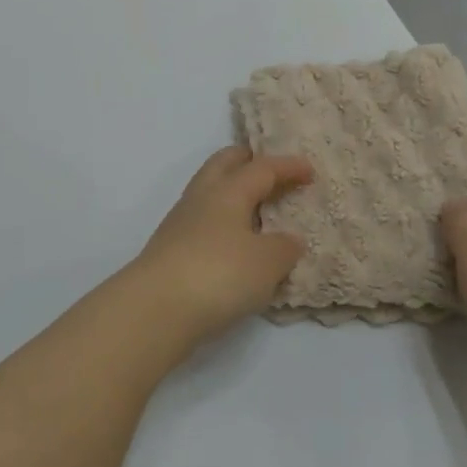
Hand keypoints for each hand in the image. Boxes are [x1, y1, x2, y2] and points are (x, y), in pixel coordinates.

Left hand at [129, 146, 312, 346]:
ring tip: (256, 207)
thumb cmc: (219, 273)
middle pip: (224, 164)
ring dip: (233, 190)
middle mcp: (202, 196)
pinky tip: (234, 239)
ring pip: (210, 189)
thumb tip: (290, 239)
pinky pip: (203, 218)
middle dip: (248, 161)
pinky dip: (222, 218)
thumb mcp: (266, 262)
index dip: (287, 166)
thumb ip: (284, 247)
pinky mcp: (171, 245)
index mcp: (228, 190)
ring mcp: (181, 220)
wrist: (157, 306)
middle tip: (271, 169)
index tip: (309, 168)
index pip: (261, 168)